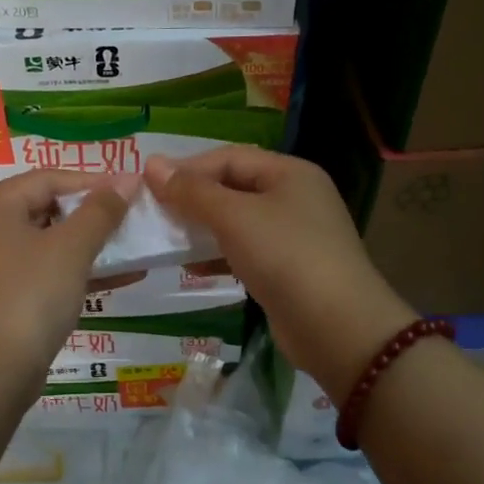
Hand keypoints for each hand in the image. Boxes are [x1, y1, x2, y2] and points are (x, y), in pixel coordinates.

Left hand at [0, 169, 134, 384]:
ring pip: (45, 243)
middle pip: (44, 208)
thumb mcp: (70, 249)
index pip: (46, 178)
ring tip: (131, 247)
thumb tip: (126, 179)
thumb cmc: (29, 298)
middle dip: (91, 214)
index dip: (92, 181)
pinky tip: (117, 278)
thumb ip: (100, 211)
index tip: (131, 190)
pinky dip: (74, 272)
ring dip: (88, 245)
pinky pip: (41, 272)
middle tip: (130, 219)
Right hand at [145, 148, 413, 394]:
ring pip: (237, 222)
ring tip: (166, 240)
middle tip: (152, 213)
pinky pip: (245, 251)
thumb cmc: (285, 257)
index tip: (147, 185)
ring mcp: (294, 235)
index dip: (187, 168)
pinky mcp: (289, 270)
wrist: (336, 326)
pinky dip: (218, 255)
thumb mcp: (234, 217)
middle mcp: (295, 197)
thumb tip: (151, 164)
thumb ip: (192, 191)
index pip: (229, 157)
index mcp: (289, 173)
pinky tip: (193, 268)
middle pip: (233, 187)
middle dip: (192, 199)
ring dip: (202, 229)